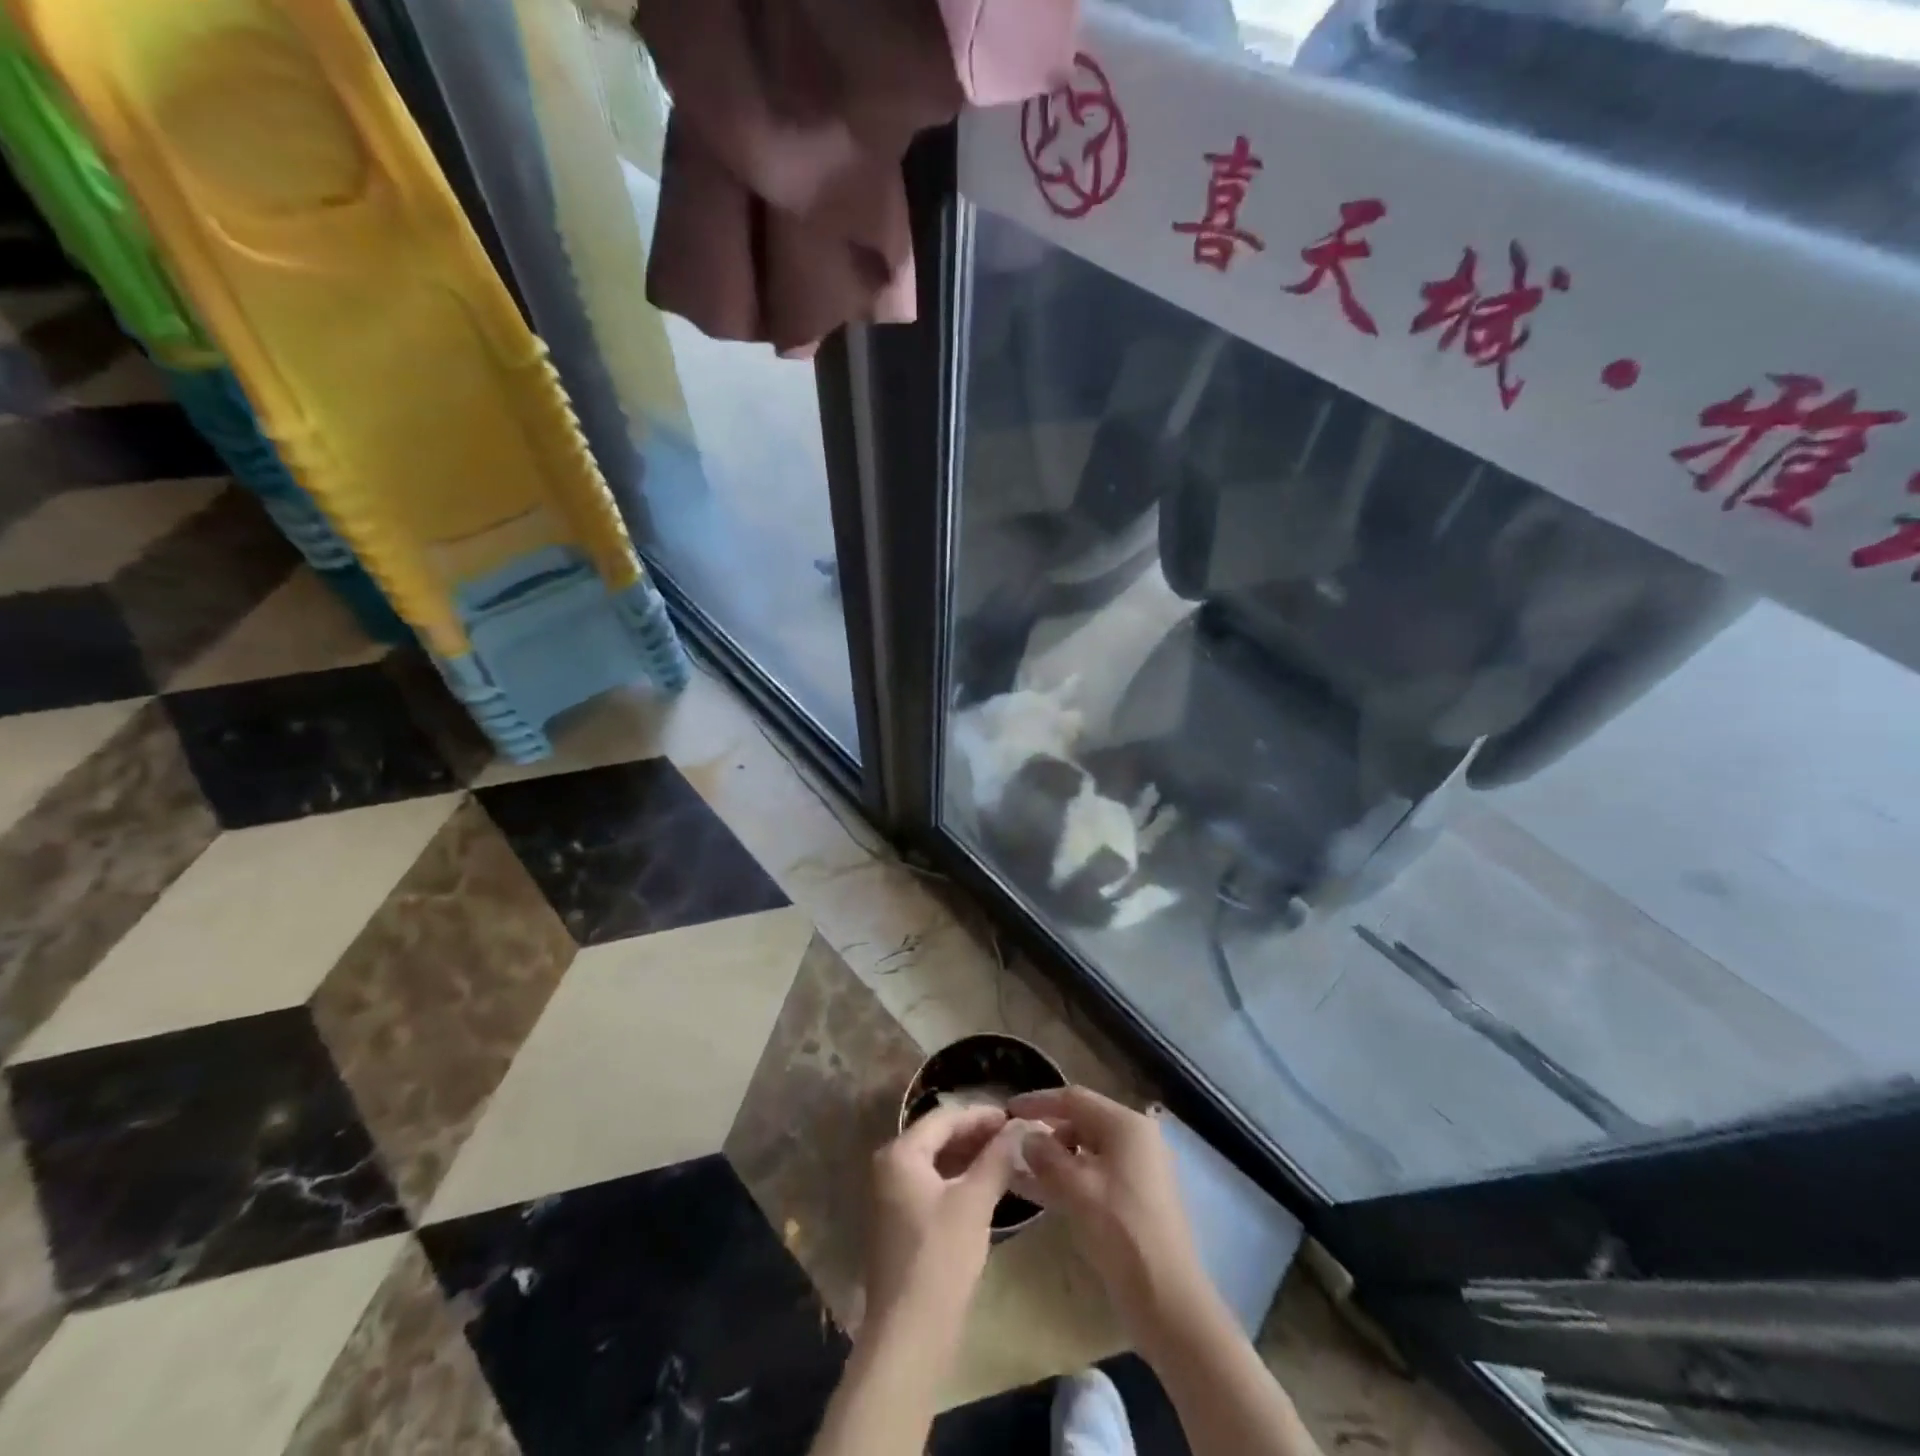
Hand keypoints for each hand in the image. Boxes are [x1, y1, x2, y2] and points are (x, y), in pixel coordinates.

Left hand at [865, 1104, 1027, 1337]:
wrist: (909, 1335)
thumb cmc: (941, 1258)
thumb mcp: (974, 1202)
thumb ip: (997, 1158)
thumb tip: (1021, 1126)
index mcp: (900, 1153)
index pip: (945, 1118)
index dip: (981, 1115)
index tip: (1014, 1118)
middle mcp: (889, 1167)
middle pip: (938, 1137)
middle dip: (976, 1136)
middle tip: (1015, 1138)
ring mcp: (891, 1197)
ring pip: (936, 1163)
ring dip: (970, 1158)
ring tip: (1007, 1159)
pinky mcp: (900, 1223)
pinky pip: (932, 1186)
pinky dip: (959, 1181)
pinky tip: (987, 1187)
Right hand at [1007, 1087, 1215, 1354]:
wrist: (1168, 1299)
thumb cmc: (1121, 1232)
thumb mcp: (1076, 1189)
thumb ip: (1046, 1156)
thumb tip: (1027, 1137)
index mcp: (1126, 1125)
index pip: (1074, 1099)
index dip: (1039, 1101)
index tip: (1008, 1109)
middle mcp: (1136, 1138)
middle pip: (1083, 1121)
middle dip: (1047, 1131)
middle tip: (1014, 1143)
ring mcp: (1140, 1168)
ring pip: (1088, 1150)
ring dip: (1056, 1158)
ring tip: (1021, 1171)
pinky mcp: (1137, 1196)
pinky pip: (1096, 1173)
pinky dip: (1071, 1178)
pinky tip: (1043, 1192)